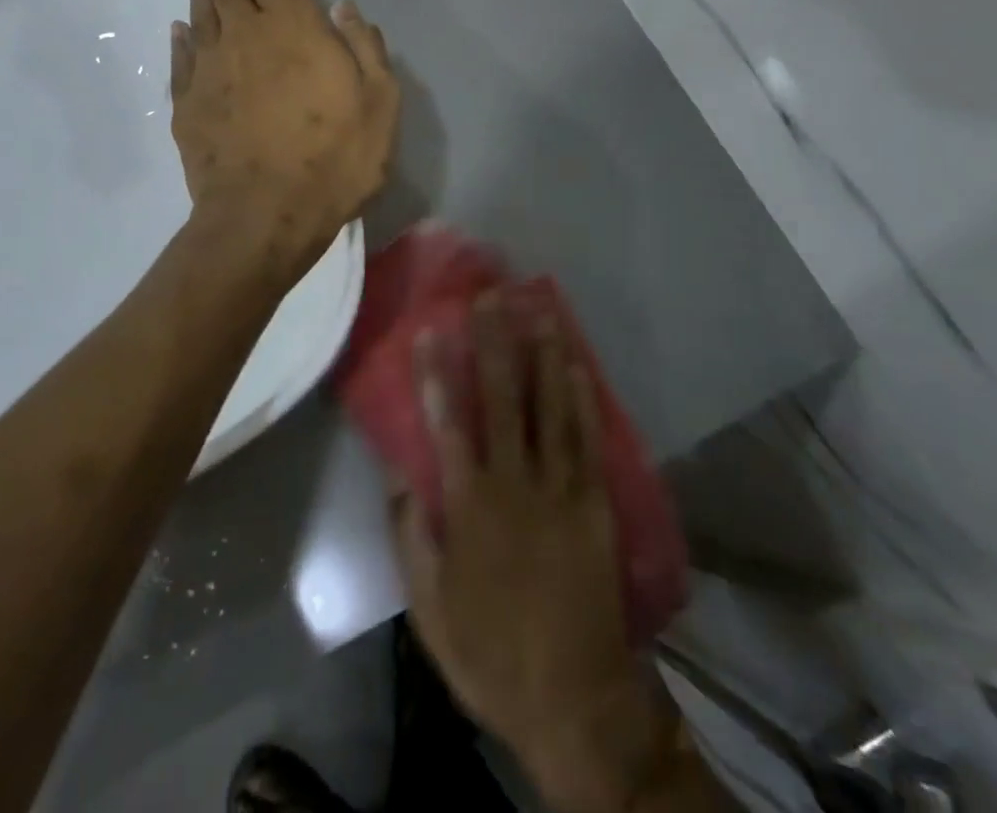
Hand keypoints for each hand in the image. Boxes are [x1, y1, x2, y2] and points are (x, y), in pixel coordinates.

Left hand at [171, 0, 399, 274]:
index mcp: (292, 28)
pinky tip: (180, 27)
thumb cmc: (333, 159)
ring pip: (201, 14)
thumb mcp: (379, 104)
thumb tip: (344, 7)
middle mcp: (245, 37)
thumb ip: (365, 49)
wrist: (265, 217)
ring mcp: (210, 71)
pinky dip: (182, 37)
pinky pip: (183, 59)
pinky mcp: (189, 105)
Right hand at [390, 296, 683, 812]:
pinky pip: (587, 440)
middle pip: (503, 398)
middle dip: (494, 343)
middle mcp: (515, 484)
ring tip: (538, 311)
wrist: (574, 699)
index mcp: (471, 506)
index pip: (448, 423)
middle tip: (491, 297)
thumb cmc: (491, 652)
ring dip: (543, 355)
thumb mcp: (430, 608)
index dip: (435, 374)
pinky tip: (577, 366)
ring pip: (550, 407)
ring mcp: (560, 490)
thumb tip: (402, 475)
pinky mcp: (594, 503)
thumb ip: (413, 536)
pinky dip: (581, 399)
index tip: (429, 330)